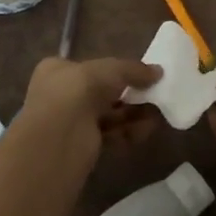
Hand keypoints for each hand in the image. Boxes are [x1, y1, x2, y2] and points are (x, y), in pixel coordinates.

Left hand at [15, 56, 161, 164]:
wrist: (59, 139)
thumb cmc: (79, 91)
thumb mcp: (111, 70)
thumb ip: (134, 70)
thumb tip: (158, 72)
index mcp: (56, 70)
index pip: (88, 67)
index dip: (114, 71)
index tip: (139, 76)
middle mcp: (58, 95)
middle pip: (101, 93)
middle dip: (130, 96)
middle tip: (154, 96)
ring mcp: (68, 123)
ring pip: (107, 116)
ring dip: (132, 115)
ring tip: (157, 115)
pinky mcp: (79, 148)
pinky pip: (108, 136)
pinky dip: (127, 133)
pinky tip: (146, 131)